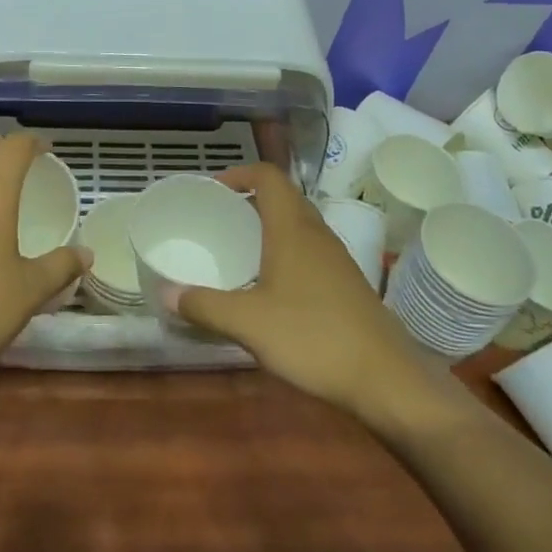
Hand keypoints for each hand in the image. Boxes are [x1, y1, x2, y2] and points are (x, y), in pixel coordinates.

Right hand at [175, 162, 435, 426]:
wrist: (386, 378)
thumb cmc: (313, 337)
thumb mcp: (249, 323)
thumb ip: (205, 306)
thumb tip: (166, 293)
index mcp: (292, 227)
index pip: (268, 175)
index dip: (239, 173)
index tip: (212, 189)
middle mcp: (316, 232)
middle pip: (283, 196)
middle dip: (249, 199)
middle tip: (219, 219)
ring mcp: (336, 258)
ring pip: (297, 223)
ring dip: (268, 225)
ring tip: (239, 248)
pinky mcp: (346, 283)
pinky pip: (309, 249)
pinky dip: (285, 251)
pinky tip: (270, 285)